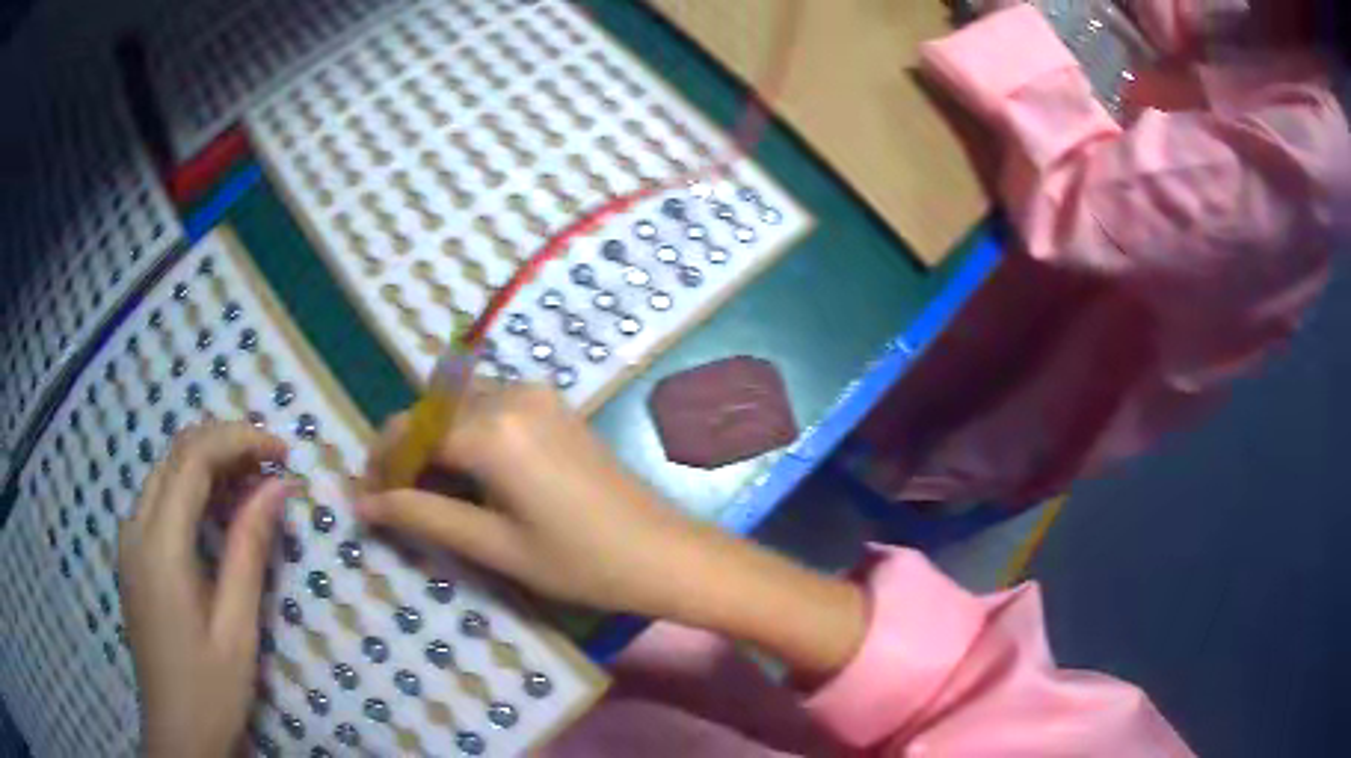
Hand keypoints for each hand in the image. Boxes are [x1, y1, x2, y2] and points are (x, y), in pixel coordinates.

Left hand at [118, 423, 294, 757]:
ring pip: (167, 472)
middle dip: (226, 445)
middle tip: (273, 466)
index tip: (283, 452)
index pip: (194, 457)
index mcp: (160, 544)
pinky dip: (193, 490)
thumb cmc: (210, 689)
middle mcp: (136, 527)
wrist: (177, 732)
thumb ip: (250, 550)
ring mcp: (130, 540)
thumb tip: (278, 487)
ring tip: (255, 485)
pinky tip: (220, 513)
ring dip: (210, 465)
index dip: (240, 440)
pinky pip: (160, 499)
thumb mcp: (237, 626)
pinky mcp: (134, 555)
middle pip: (177, 454)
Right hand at [361, 385, 865, 682]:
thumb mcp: (494, 546)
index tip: (364, 502)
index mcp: (491, 429)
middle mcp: (510, 395)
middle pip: (430, 412)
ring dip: (432, 440)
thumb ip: (423, 516)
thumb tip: (364, 505)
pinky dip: (464, 433)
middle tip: (390, 501)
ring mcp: (537, 394)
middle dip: (403, 451)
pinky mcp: (553, 405)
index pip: (409, 432)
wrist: (664, 552)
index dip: (379, 465)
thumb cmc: (580, 562)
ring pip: (457, 405)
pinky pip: (489, 406)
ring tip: (424, 492)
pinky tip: (466, 474)